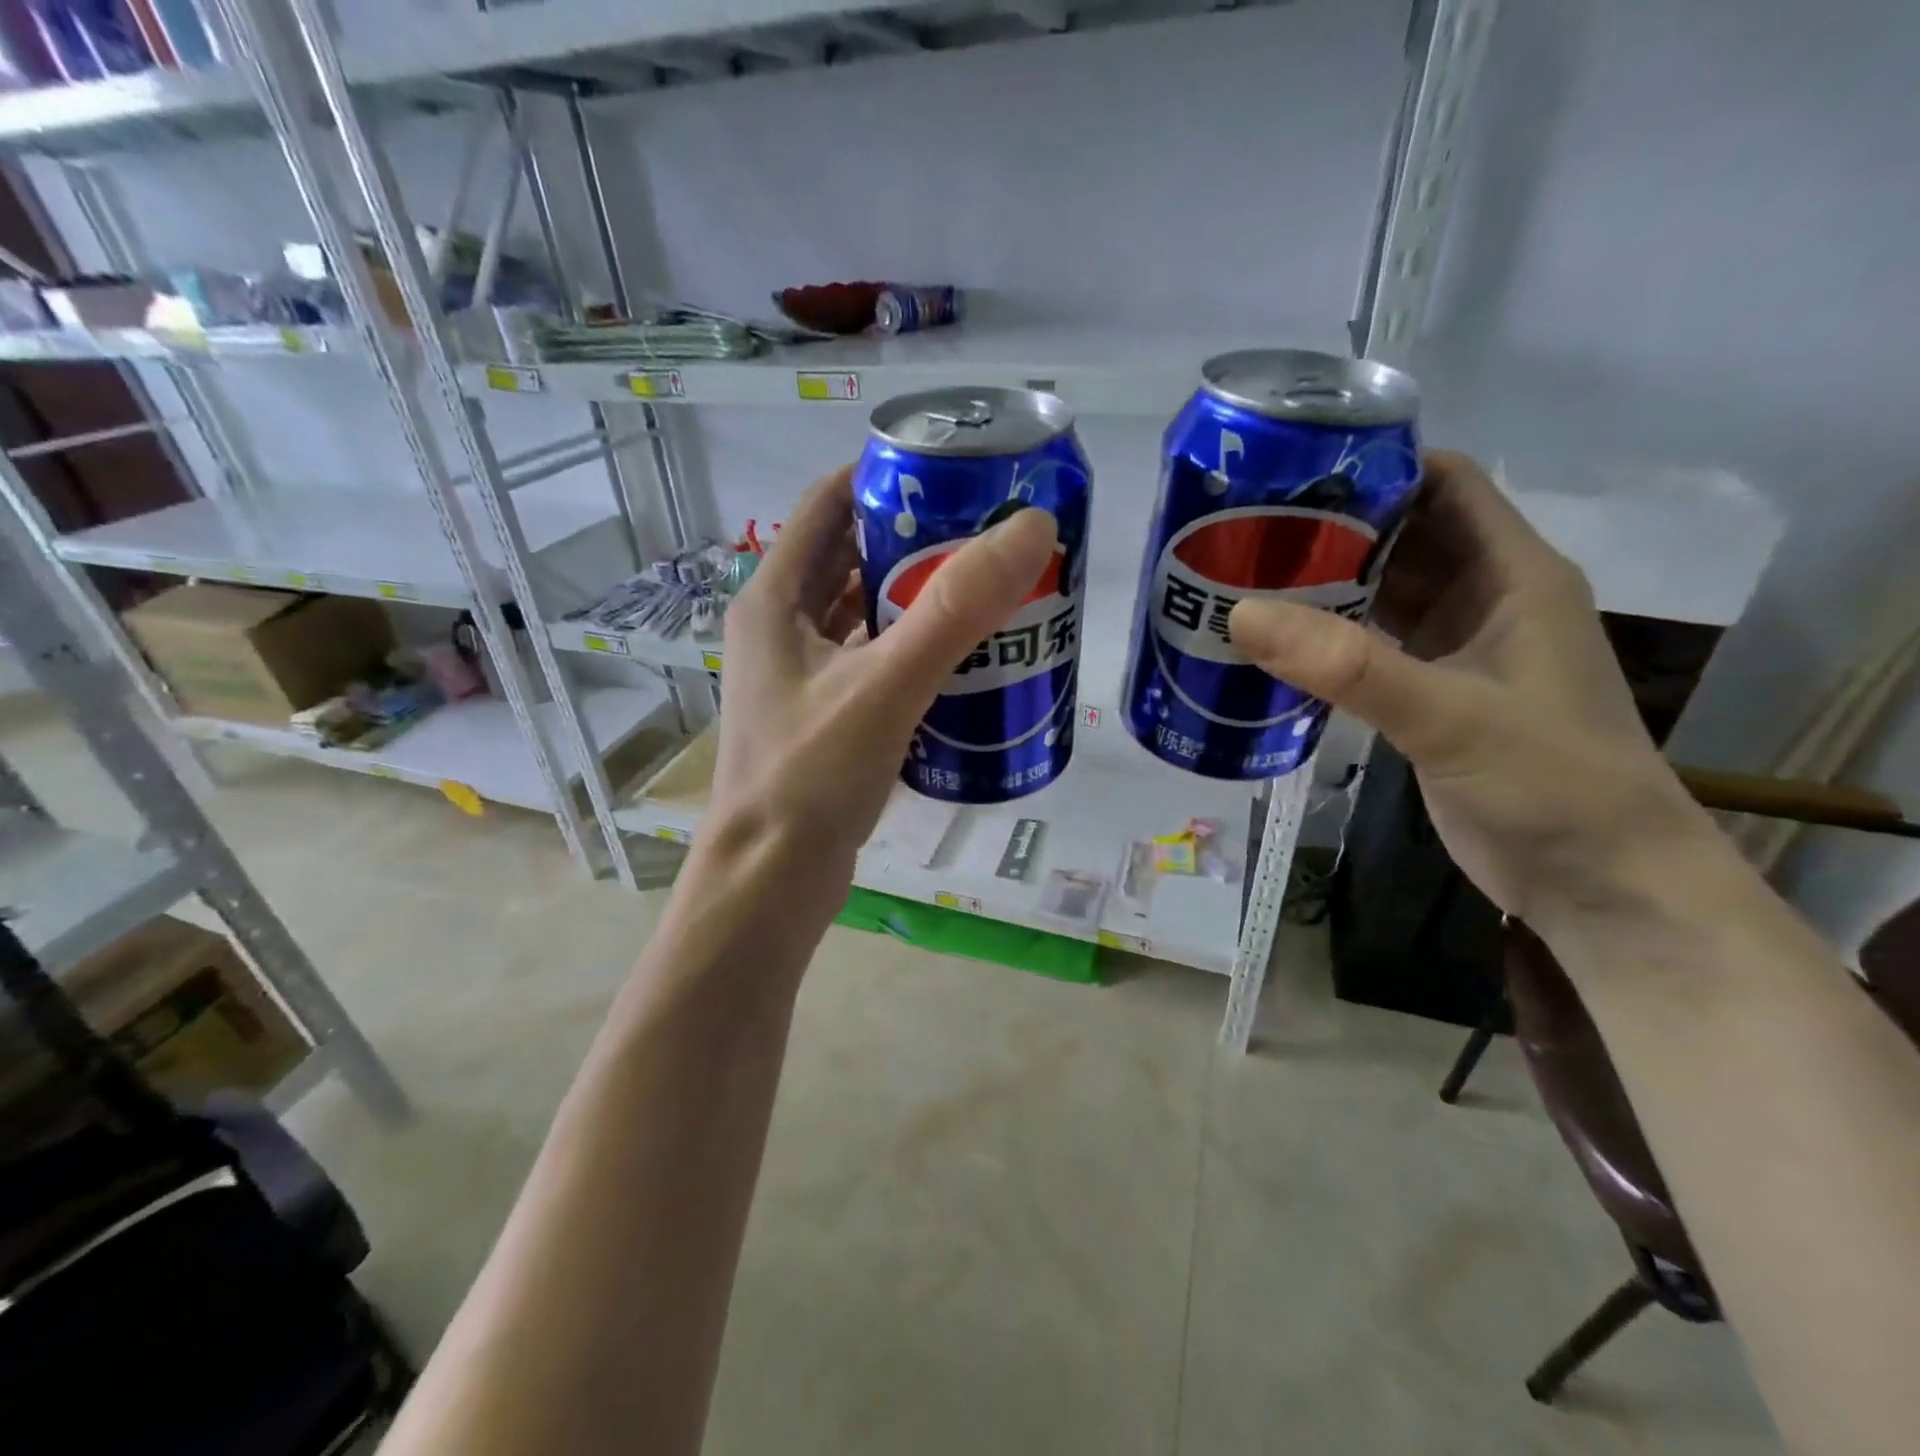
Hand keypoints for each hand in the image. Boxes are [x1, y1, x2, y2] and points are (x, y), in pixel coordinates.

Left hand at [707, 464, 1058, 887]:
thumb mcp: (885, 686)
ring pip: (864, 613)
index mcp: (774, 600)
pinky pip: (873, 661)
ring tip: (988, 586)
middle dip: (915, 537)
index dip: (884, 476)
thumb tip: (1031, 528)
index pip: (827, 504)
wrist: (772, 882)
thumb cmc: (810, 778)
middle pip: (852, 557)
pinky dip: (912, 648)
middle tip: (990, 531)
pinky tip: (962, 657)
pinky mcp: (825, 716)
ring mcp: (801, 675)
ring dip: (917, 596)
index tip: (954, 470)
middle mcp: (781, 628)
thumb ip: (955, 609)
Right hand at [1229, 450, 1711, 924]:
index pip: (1444, 484)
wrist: (1596, 881)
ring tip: (1241, 577)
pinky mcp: (1428, 694)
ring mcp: (1454, 649)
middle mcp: (1483, 599)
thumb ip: (1348, 665)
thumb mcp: (1449, 716)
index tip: (1291, 471)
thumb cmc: (1550, 782)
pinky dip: (1324, 639)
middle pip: (1400, 537)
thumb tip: (1240, 614)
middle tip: (1243, 528)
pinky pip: (1367, 647)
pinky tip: (1271, 644)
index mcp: (1513, 575)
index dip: (1376, 466)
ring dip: (1320, 585)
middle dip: (1328, 527)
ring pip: (1379, 594)